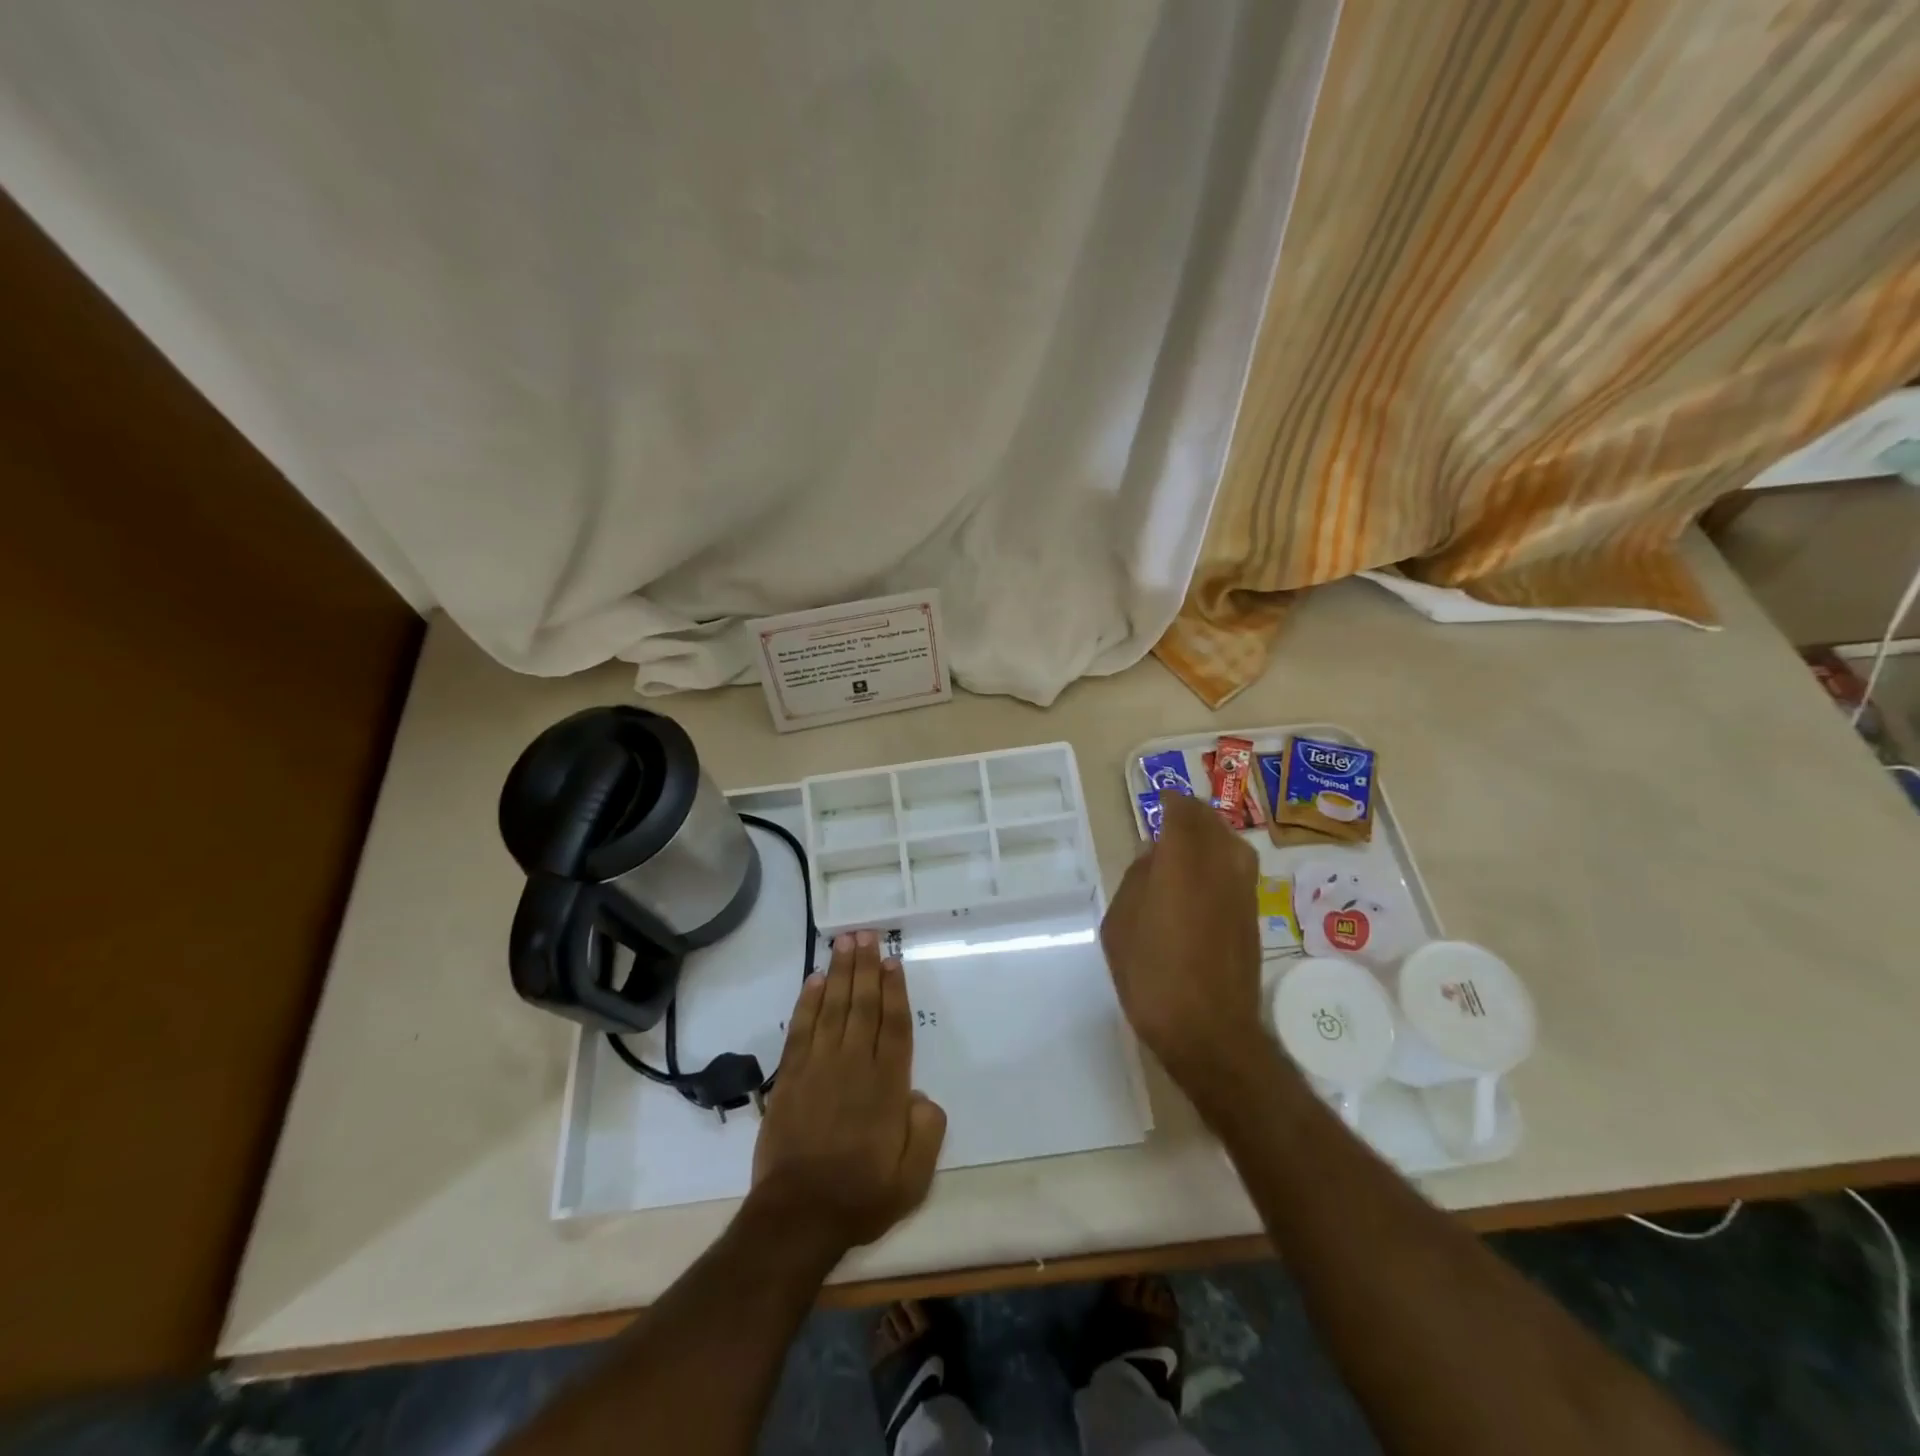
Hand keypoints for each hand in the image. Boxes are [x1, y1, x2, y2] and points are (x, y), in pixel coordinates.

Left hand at [750, 930, 946, 1254]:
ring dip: (841, 972)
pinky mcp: (791, 1078)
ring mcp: (819, 1068)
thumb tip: (922, 1096)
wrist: (798, 1217)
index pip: (893, 1025)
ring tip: (844, 942)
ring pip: (833, 1008)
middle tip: (865, 933)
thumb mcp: (914, 1177)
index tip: (892, 960)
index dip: (894, 990)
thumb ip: (928, 1131)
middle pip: (863, 1005)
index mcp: (887, 1086)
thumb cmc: (861, 1195)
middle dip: (865, 967)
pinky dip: (808, 1002)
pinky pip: (801, 1029)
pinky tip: (815, 980)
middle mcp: (854, 1065)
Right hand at [1101, 791, 1267, 1088]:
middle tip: (1170, 819)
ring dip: (1209, 837)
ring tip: (1185, 847)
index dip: (1170, 800)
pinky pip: (1236, 869)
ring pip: (1230, 843)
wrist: (1208, 1030)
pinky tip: (1200, 880)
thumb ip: (1138, 878)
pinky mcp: (1253, 914)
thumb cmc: (1151, 973)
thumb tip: (1156, 858)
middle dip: (1191, 815)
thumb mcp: (1120, 921)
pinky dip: (1219, 862)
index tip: (1158, 799)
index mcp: (1183, 858)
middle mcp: (1221, 863)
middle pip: (1211, 822)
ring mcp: (1243, 889)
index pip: (1182, 810)